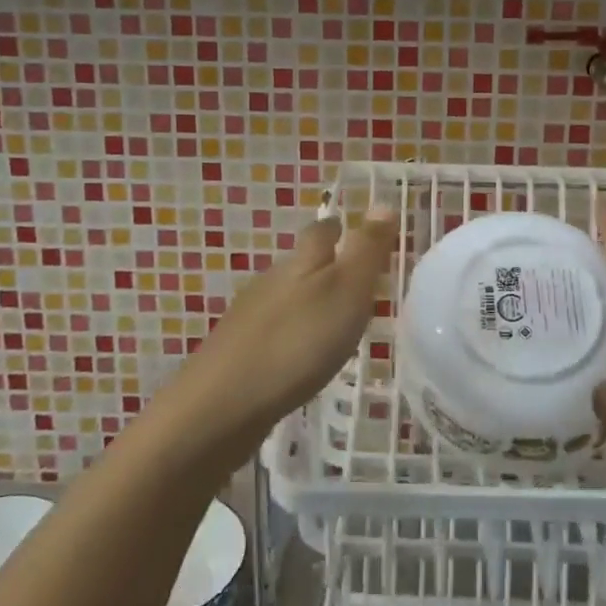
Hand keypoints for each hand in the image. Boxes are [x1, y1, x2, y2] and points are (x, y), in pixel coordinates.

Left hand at [189, 204, 398, 428]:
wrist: (222, 404)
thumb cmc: (297, 341)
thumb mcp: (346, 291)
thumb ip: (366, 250)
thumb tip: (383, 201)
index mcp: (301, 261)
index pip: (324, 231)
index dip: (343, 229)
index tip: (362, 235)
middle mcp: (272, 279)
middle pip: (302, 262)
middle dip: (327, 265)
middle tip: (357, 282)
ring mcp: (251, 315)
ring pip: (287, 296)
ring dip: (310, 302)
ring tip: (336, 321)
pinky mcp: (239, 351)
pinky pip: (275, 330)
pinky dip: (293, 334)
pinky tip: (301, 355)